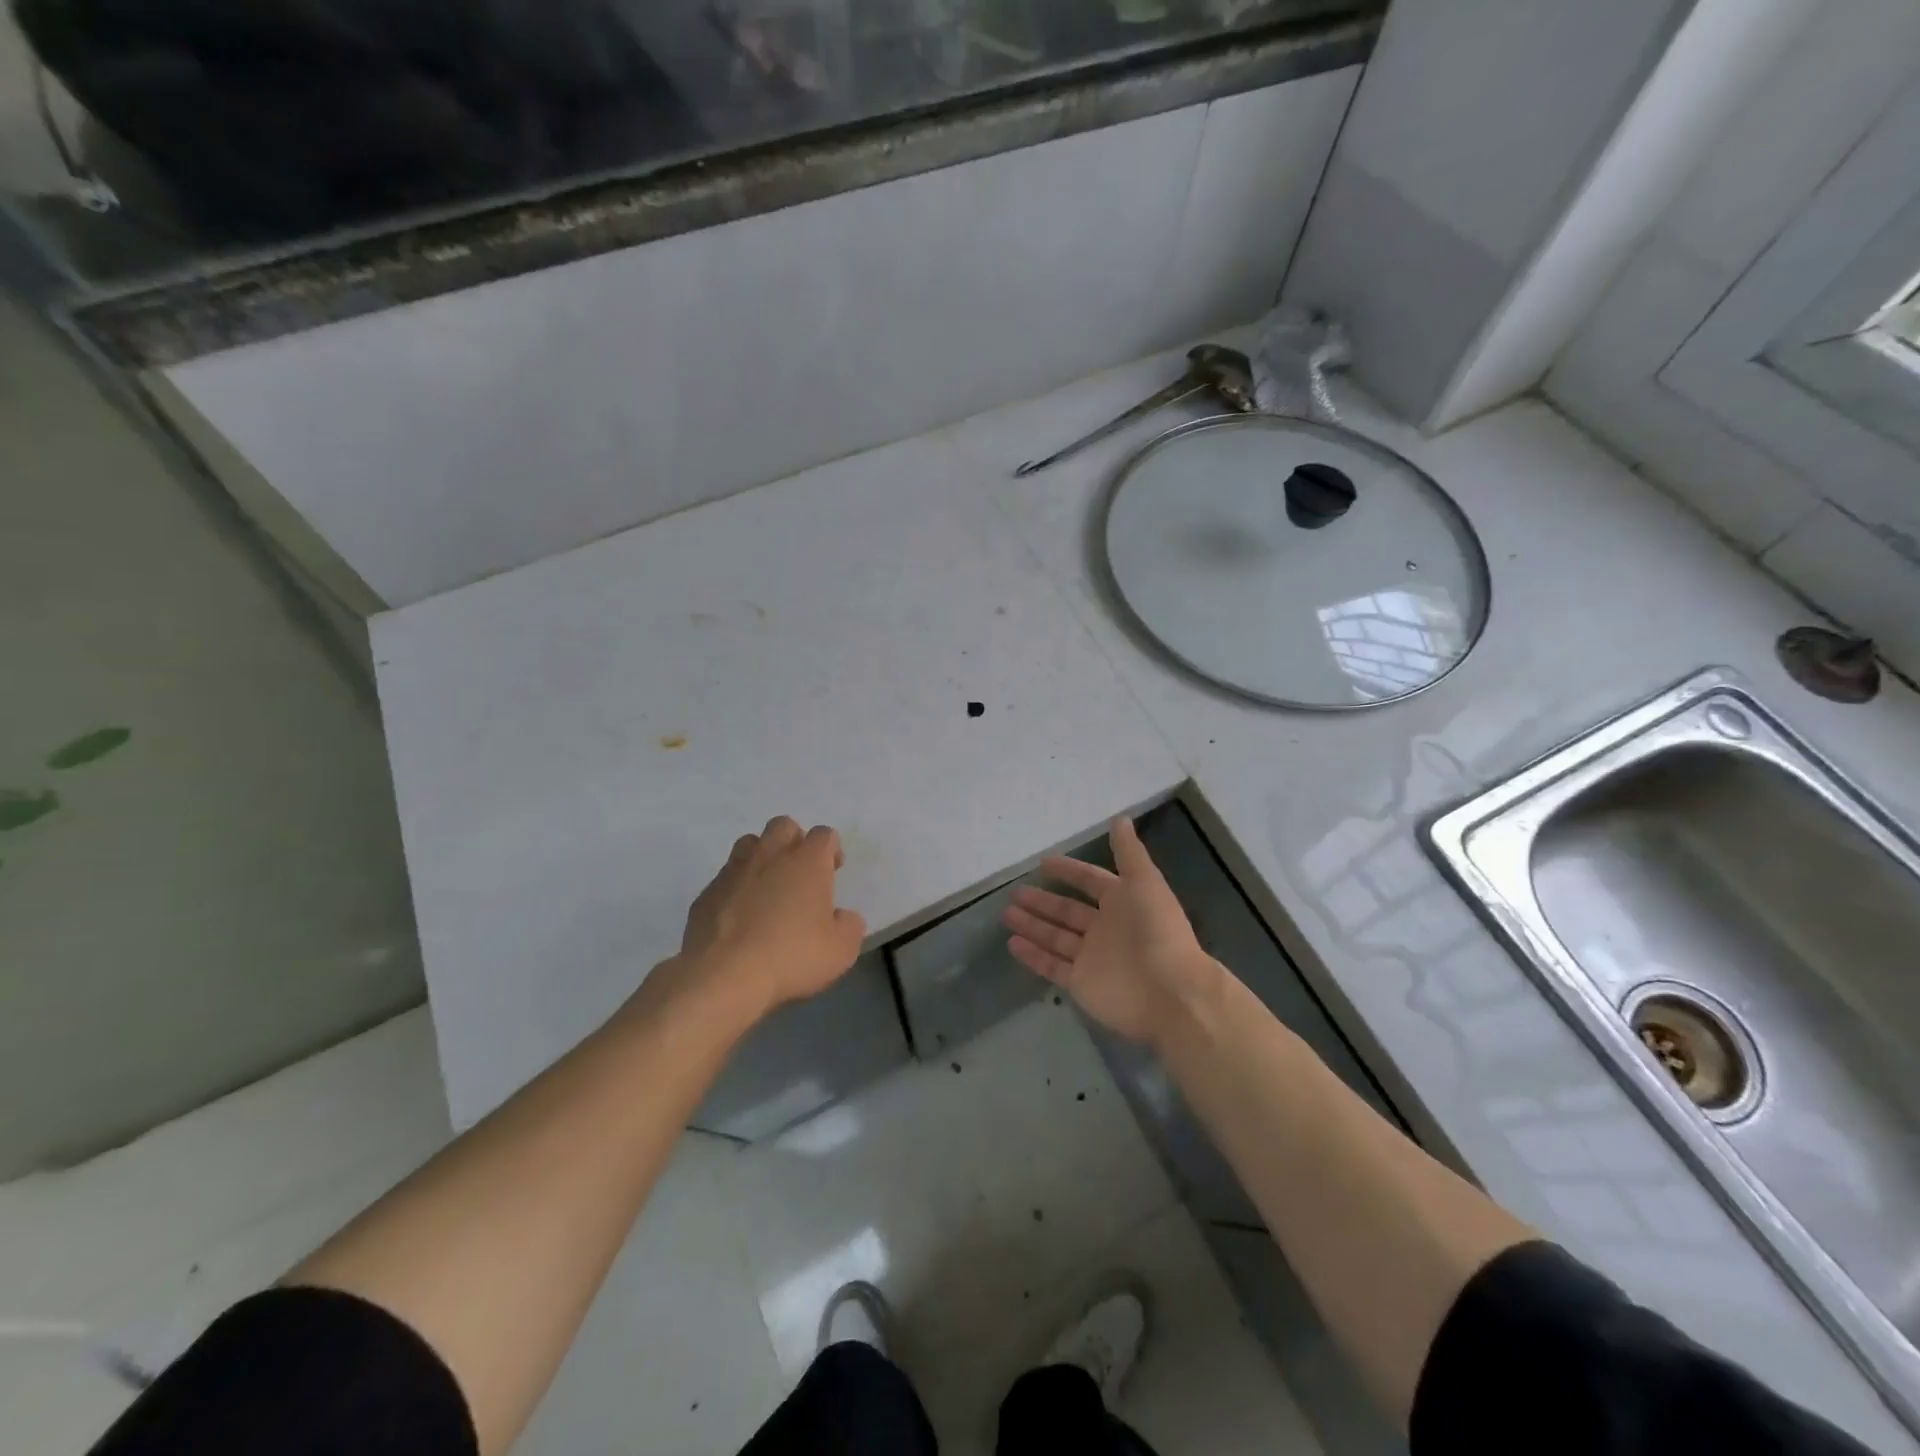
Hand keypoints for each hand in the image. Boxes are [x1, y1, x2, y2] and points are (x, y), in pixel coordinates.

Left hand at [667, 816, 866, 1023]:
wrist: (723, 976)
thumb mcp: (841, 950)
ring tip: (767, 889)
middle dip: (794, 842)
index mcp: (807, 861)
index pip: (825, 835)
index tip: (833, 872)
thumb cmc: (791, 956)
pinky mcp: (706, 892)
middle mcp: (770, 855)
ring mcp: (733, 870)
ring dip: (762, 858)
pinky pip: (725, 878)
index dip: (831, 850)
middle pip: (783, 826)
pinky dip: (736, 889)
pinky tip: (739, 917)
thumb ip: (849, 926)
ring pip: (750, 844)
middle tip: (799, 873)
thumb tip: (842, 917)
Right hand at [1002, 815, 1222, 1047]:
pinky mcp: (1081, 983)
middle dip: (1043, 902)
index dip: (1068, 871)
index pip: (1091, 881)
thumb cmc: (1157, 930)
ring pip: (1056, 937)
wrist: (1170, 991)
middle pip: (1068, 911)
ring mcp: (1092, 958)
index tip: (1043, 864)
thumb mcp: (1145, 882)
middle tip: (1015, 893)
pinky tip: (1012, 943)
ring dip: (1033, 926)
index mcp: (1123, 902)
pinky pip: (1052, 965)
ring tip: (1007, 915)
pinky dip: (1033, 955)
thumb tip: (1120, 818)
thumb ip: (1128, 852)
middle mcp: (1106, 929)